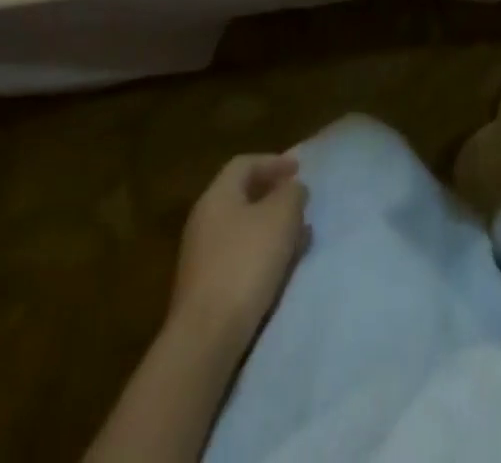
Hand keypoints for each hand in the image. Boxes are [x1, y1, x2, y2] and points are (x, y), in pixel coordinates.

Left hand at [170, 155, 307, 348]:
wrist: (206, 338)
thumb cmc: (245, 263)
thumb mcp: (281, 217)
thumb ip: (291, 194)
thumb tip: (292, 189)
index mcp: (217, 196)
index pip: (244, 164)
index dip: (273, 162)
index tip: (299, 170)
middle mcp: (204, 221)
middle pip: (242, 196)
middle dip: (274, 196)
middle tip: (300, 203)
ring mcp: (201, 257)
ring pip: (242, 229)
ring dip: (271, 227)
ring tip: (298, 236)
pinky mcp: (205, 289)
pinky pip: (238, 257)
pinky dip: (261, 253)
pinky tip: (280, 267)